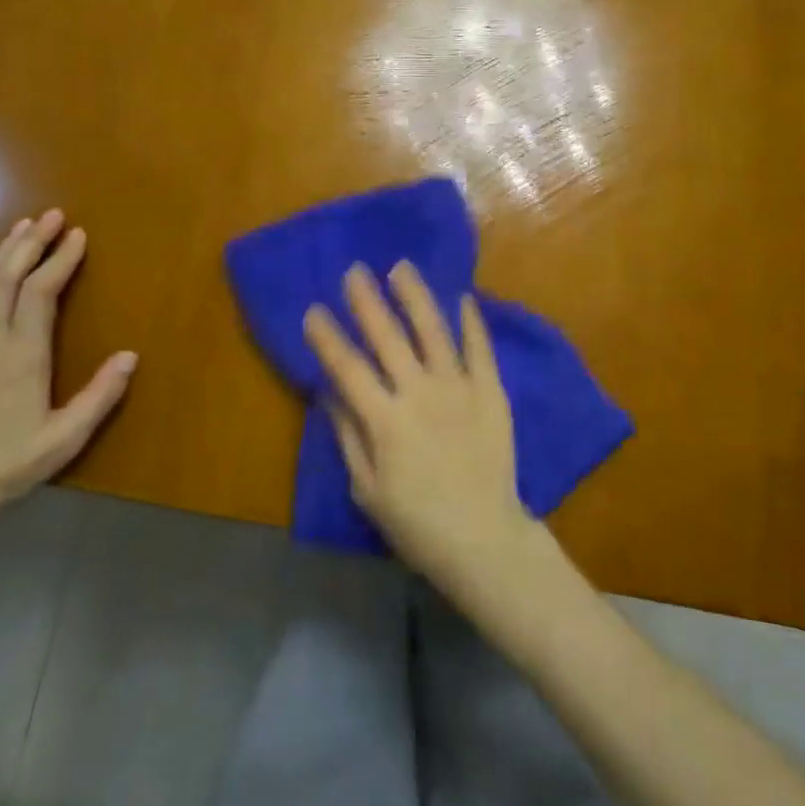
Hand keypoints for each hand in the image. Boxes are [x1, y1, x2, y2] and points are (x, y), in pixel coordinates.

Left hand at [0, 210, 136, 525]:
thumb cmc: (7, 466)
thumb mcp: (66, 438)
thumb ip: (100, 395)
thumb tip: (131, 355)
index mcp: (23, 355)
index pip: (42, 292)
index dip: (61, 259)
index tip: (78, 235)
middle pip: (7, 277)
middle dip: (31, 242)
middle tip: (51, 216)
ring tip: (19, 228)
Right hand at [303, 262, 539, 595]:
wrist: (484, 538)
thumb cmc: (416, 523)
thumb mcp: (367, 488)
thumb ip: (348, 435)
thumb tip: (329, 392)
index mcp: (385, 420)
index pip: (348, 368)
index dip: (327, 338)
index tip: (313, 310)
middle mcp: (420, 393)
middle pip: (388, 338)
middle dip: (367, 301)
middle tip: (354, 271)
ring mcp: (460, 389)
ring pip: (433, 332)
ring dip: (415, 297)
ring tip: (401, 268)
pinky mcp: (491, 392)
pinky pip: (480, 349)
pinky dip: (471, 322)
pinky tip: (463, 297)